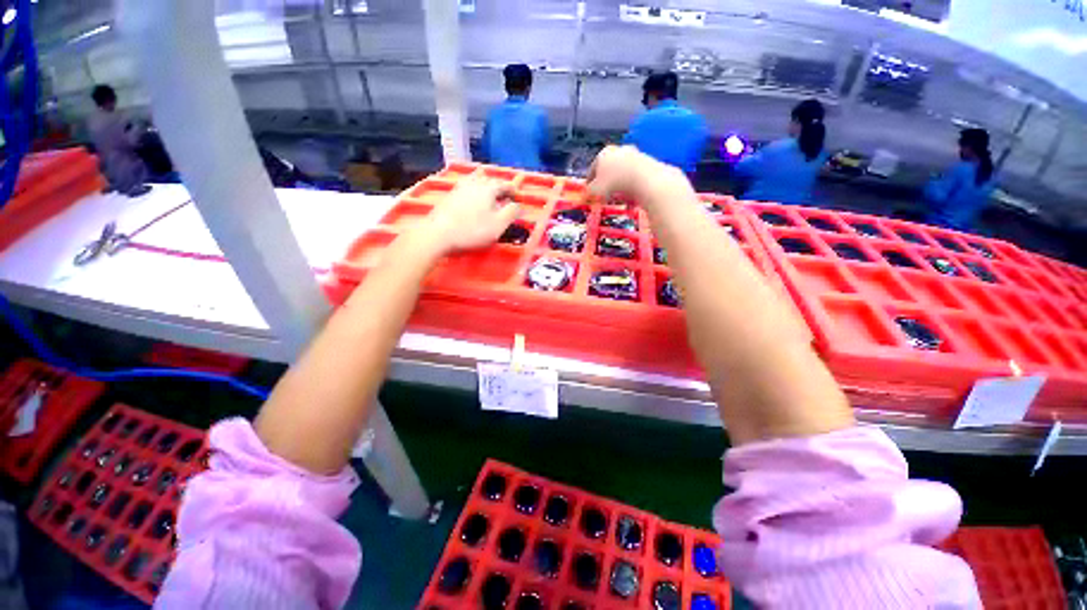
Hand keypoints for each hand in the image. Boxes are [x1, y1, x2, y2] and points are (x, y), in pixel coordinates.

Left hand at [417, 176, 519, 255]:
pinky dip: (473, 192)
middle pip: (489, 180)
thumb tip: (518, 205)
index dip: (512, 189)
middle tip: (505, 196)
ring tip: (489, 195)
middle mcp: (473, 184)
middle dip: (499, 187)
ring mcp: (459, 188)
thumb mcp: (498, 225)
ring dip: (485, 187)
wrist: (438, 234)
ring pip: (475, 182)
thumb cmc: (472, 230)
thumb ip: (511, 213)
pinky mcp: (449, 197)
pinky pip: (465, 188)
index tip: (518, 195)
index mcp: (488, 189)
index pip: (504, 184)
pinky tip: (472, 200)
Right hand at [586, 145, 686, 204]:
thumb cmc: (614, 183)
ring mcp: (634, 155)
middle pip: (609, 168)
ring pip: (622, 173)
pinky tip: (631, 197)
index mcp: (604, 153)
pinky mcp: (647, 162)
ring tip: (618, 198)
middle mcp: (619, 150)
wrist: (644, 179)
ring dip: (619, 185)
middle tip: (604, 195)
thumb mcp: (595, 191)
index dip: (590, 182)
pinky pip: (634, 177)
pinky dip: (631, 186)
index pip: (593, 168)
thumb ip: (589, 192)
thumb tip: (585, 194)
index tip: (589, 192)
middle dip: (606, 182)